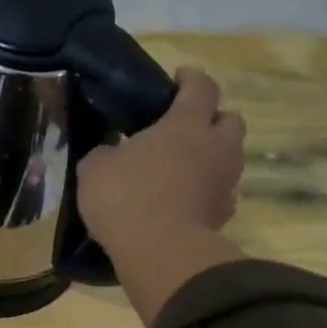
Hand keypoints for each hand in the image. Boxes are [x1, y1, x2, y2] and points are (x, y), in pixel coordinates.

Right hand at [76, 66, 248, 325]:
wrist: (160, 251)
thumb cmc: (126, 197)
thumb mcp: (95, 168)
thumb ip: (106, 153)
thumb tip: (112, 151)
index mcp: (185, 124)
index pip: (200, 87)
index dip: (191, 78)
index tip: (180, 76)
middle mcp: (215, 147)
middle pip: (230, 120)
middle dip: (213, 118)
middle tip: (188, 127)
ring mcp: (225, 182)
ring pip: (229, 157)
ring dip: (211, 156)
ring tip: (184, 167)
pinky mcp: (223, 215)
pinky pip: (220, 193)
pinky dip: (206, 191)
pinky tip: (186, 199)